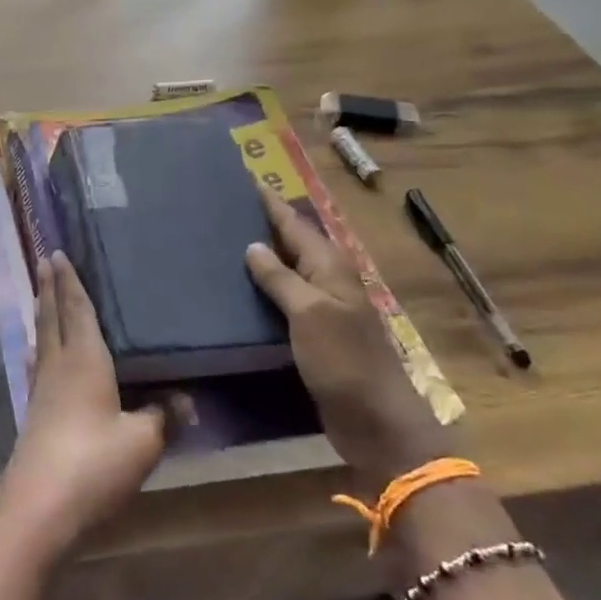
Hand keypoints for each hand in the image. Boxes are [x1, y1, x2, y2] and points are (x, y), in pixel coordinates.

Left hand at [0, 252, 166, 567]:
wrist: (39, 511)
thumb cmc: (94, 466)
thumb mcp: (143, 443)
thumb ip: (164, 416)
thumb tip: (187, 400)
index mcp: (83, 362)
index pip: (77, 310)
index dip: (70, 282)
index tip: (58, 254)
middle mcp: (57, 368)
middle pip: (51, 318)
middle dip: (49, 288)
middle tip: (44, 260)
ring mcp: (40, 392)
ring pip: (42, 340)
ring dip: (42, 314)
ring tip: (40, 296)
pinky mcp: (33, 416)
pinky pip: (38, 366)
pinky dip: (39, 349)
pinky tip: (36, 356)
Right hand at [245, 188, 453, 492]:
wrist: (375, 420)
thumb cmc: (344, 361)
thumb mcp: (310, 314)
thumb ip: (280, 278)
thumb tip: (253, 245)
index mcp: (330, 268)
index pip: (295, 224)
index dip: (271, 203)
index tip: (246, 179)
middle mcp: (327, 281)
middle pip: (293, 242)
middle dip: (264, 222)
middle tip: (227, 207)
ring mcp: (322, 308)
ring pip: (287, 269)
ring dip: (262, 254)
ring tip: (225, 241)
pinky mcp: (313, 333)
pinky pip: (283, 297)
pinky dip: (264, 286)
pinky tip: (240, 289)